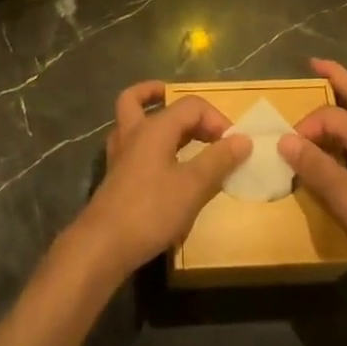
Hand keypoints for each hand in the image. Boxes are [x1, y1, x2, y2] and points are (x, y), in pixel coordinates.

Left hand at [67, 81, 249, 284]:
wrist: (103, 246)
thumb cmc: (151, 210)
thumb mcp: (193, 186)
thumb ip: (218, 160)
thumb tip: (243, 139)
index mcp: (155, 128)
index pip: (190, 105)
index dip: (216, 119)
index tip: (233, 146)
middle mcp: (133, 132)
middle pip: (146, 100)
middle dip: (175, 104)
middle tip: (202, 125)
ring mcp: (120, 154)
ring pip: (130, 119)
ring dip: (150, 116)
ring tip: (175, 131)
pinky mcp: (115, 176)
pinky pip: (131, 146)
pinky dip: (147, 145)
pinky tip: (160, 164)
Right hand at [281, 59, 346, 299]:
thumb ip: (316, 168)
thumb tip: (284, 139)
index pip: (331, 114)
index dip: (306, 126)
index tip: (289, 152)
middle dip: (336, 76)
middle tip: (314, 63)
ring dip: (343, 102)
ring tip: (321, 98)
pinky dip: (346, 132)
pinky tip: (336, 150)